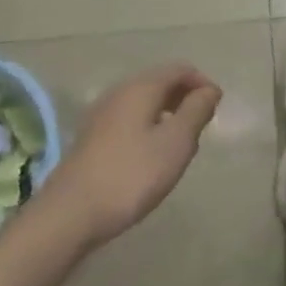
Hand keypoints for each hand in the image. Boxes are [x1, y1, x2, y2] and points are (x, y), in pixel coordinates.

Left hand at [41, 65, 221, 246]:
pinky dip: (147, 126)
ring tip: (178, 145)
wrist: (69, 215)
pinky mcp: (91, 137)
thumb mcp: (175, 143)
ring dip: (166, 114)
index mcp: (142, 87)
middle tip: (200, 128)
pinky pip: (129, 119)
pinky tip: (149, 157)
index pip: (180, 69)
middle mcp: (120, 91)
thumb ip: (196, 111)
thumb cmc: (131, 175)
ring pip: (144, 102)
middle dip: (185, 98)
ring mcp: (101, 114)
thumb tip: (209, 90)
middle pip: (160, 82)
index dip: (202, 84)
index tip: (216, 109)